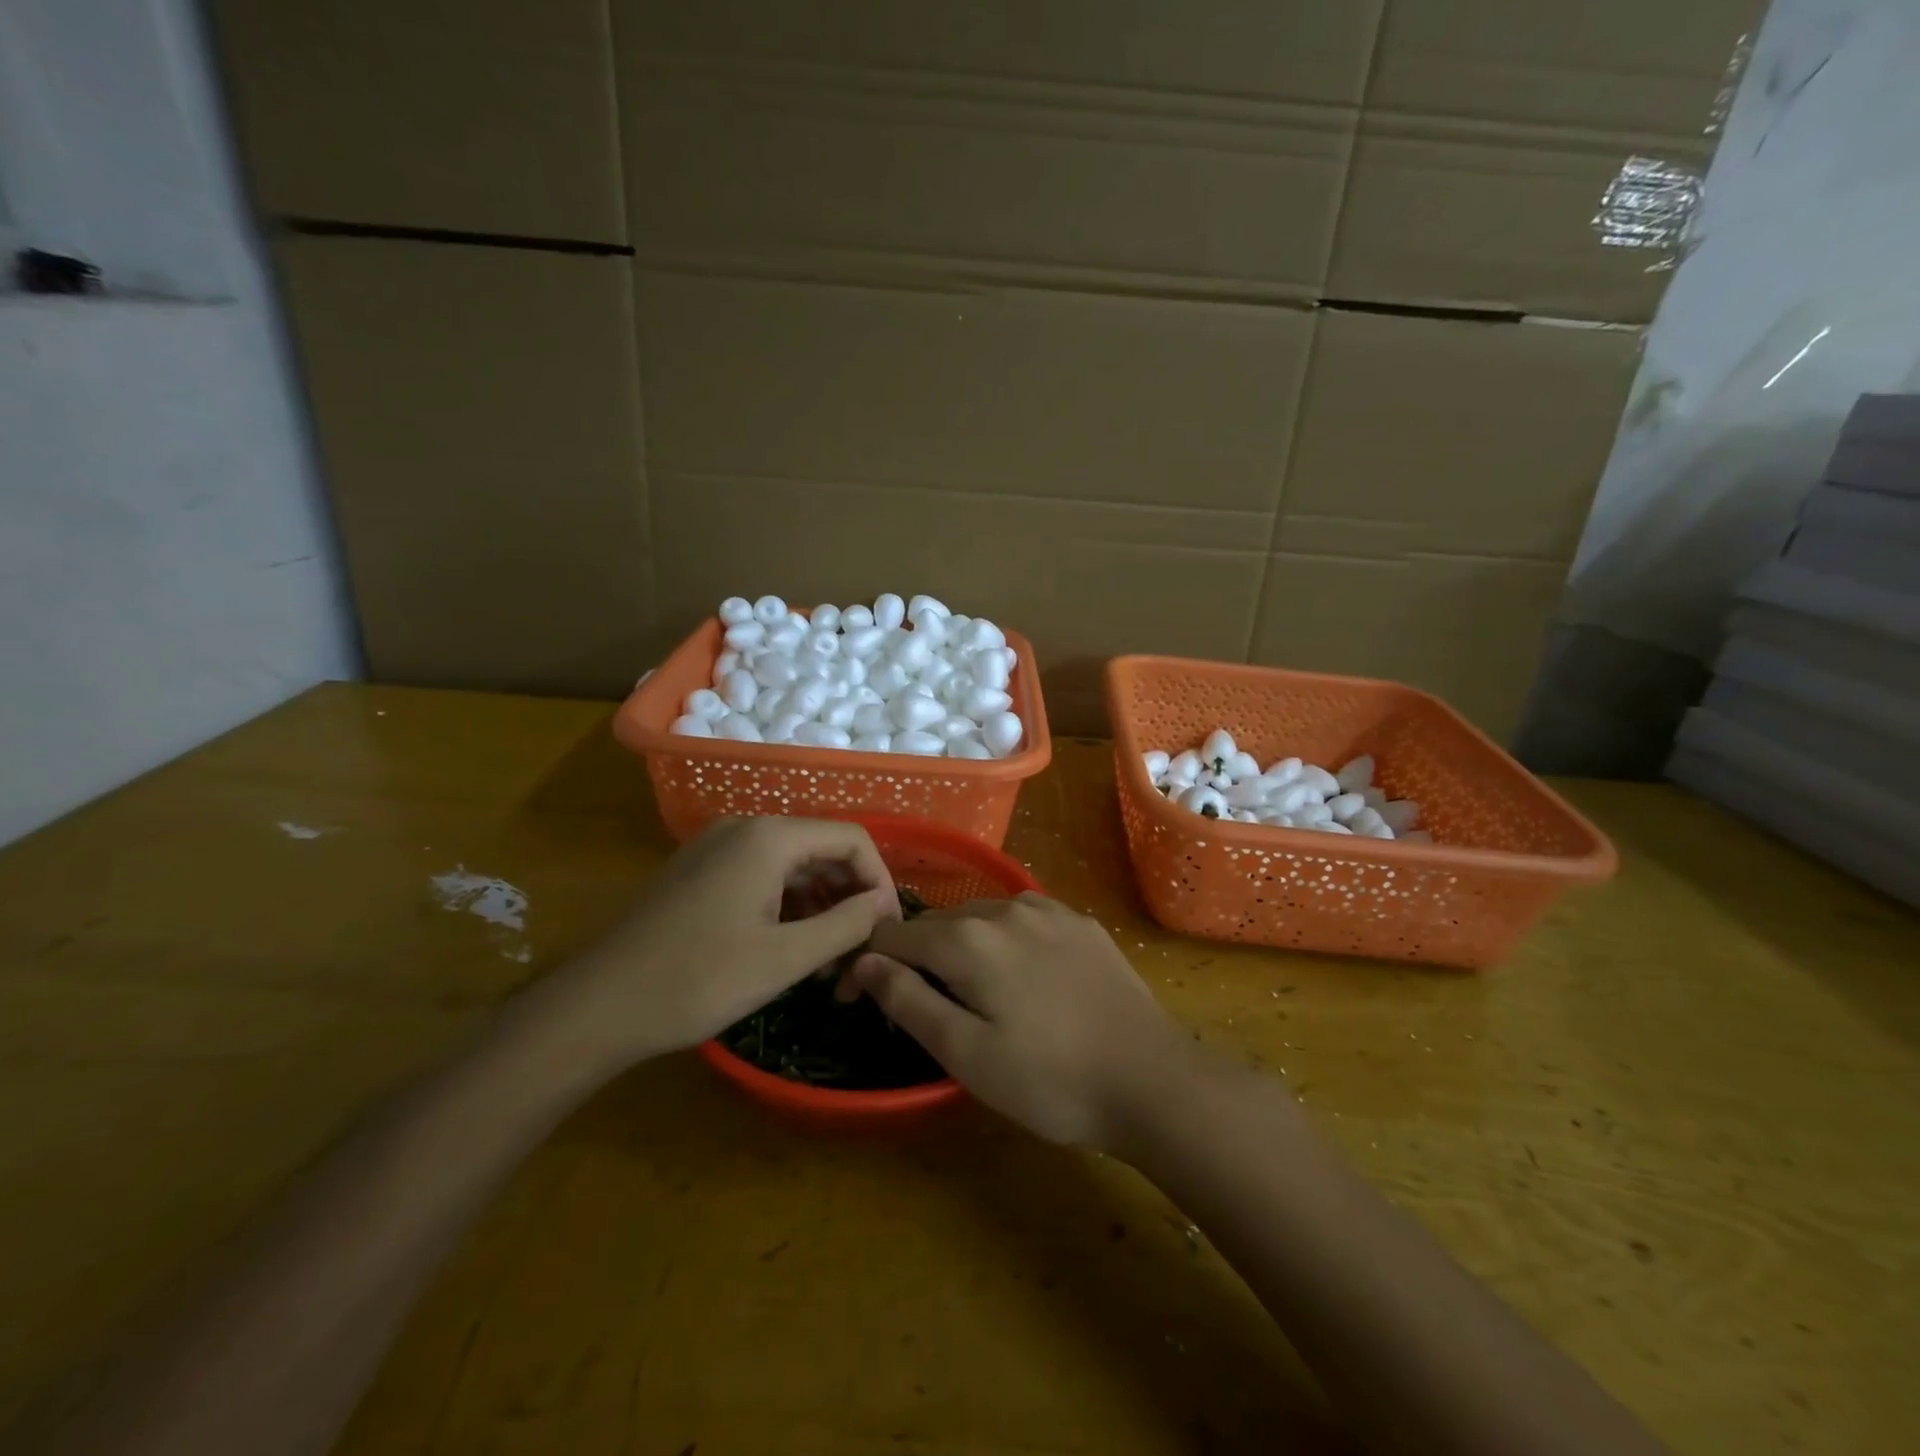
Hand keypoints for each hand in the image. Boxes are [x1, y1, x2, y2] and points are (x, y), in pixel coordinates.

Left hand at [538, 817, 898, 1069]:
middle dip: (850, 895)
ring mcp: (717, 846)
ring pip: (793, 864)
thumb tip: (884, 904)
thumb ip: (845, 924)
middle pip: (822, 847)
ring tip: (830, 958)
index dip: (879, 881)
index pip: (851, 839)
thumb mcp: (785, 958)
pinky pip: (762, 875)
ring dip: (821, 904)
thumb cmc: (698, 980)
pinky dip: (788, 904)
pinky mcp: (700, 870)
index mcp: (769, 837)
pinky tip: (792, 946)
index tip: (886, 929)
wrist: (598, 1006)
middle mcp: (745, 828)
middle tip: (860, 950)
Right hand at [847, 894, 1193, 1149]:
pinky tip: (1019, 974)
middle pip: (937, 923)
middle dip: (914, 956)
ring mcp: (1048, 910)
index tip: (856, 999)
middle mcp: (1004, 910)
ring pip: (980, 916)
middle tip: (914, 1003)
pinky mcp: (1080, 922)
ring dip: (959, 945)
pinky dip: (1002, 939)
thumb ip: (908, 1001)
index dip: (868, 964)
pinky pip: (1021, 919)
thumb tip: (865, 963)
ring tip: (967, 990)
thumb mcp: (966, 1054)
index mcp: (968, 941)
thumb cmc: (1049, 1080)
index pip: (894, 935)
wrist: (1152, 1079)